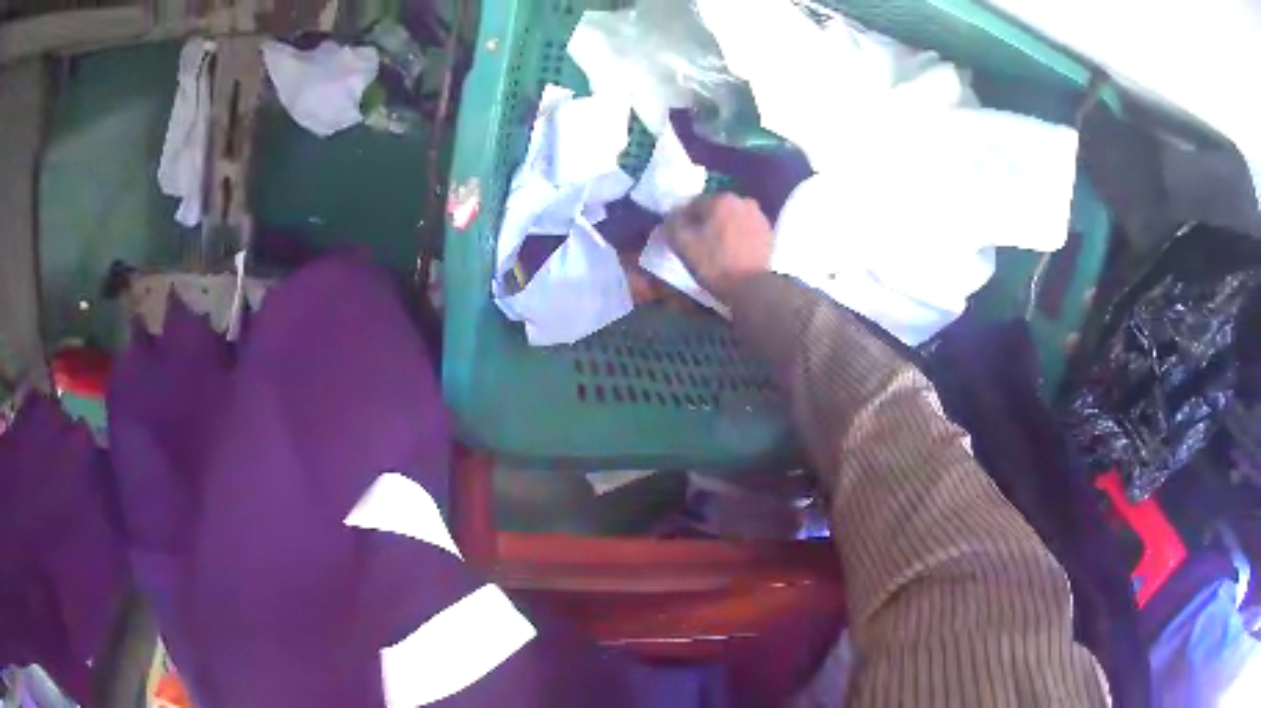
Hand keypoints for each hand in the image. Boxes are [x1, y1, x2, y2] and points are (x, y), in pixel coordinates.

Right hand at [663, 193, 772, 304]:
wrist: (751, 288)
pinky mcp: (769, 234)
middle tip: (698, 243)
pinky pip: (746, 230)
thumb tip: (673, 216)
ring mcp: (759, 217)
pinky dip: (738, 237)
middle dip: (706, 222)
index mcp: (721, 199)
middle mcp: (743, 201)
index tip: (680, 236)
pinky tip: (733, 253)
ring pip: (732, 219)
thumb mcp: (682, 244)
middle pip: (715, 209)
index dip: (684, 219)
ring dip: (724, 228)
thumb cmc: (714, 264)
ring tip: (717, 249)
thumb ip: (673, 223)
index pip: (693, 203)